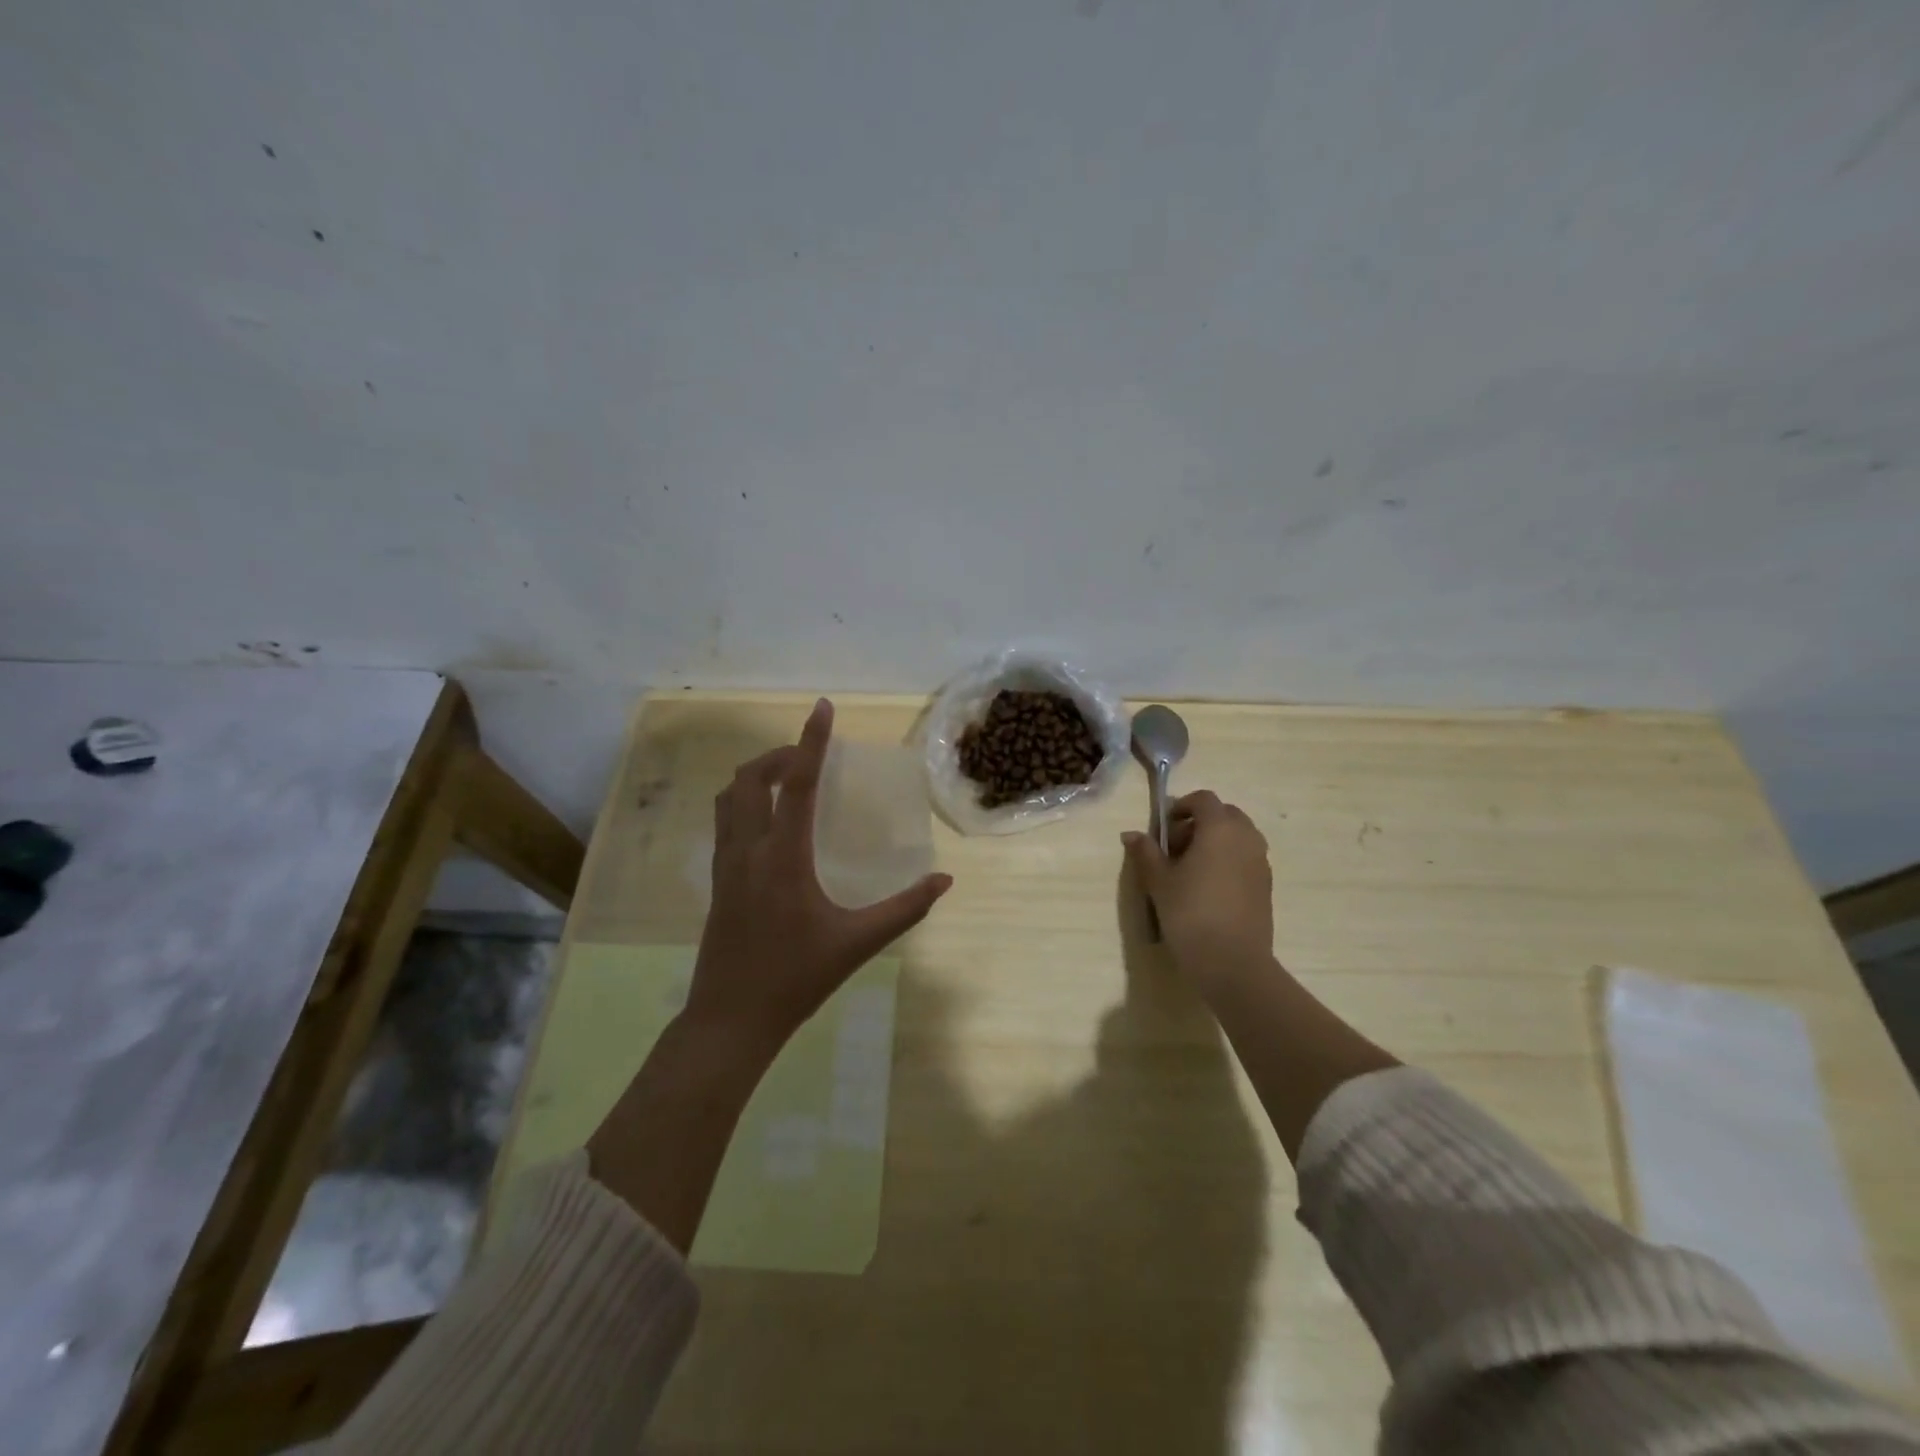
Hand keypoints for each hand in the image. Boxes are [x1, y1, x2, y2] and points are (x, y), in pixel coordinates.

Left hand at [684, 698, 952, 1058]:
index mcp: (783, 858)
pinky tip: (768, 821)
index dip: (812, 742)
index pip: (798, 785)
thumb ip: (905, 908)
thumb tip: (944, 880)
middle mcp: (748, 850)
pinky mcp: (716, 881)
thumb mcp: (858, 943)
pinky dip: (744, 801)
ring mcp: (725, 865)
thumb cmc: (796, 978)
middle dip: (779, 755)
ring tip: (787, 779)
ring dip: (756, 776)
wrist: (730, 1020)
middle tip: (810, 756)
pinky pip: (724, 821)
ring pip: (729, 798)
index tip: (823, 707)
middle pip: (751, 779)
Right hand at [1124, 791, 1273, 990]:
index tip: (1164, 829)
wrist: (1232, 963)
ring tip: (1191, 870)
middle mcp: (1246, 838)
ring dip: (1215, 842)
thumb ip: (1146, 853)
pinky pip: (1246, 859)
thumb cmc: (1190, 914)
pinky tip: (1208, 889)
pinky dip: (1228, 861)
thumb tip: (1131, 834)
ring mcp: (1261, 862)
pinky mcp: (1266, 886)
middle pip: (1225, 815)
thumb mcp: (1159, 882)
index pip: (1204, 799)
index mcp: (1220, 828)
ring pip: (1238, 837)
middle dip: (1200, 823)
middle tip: (1176, 848)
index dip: (1182, 807)